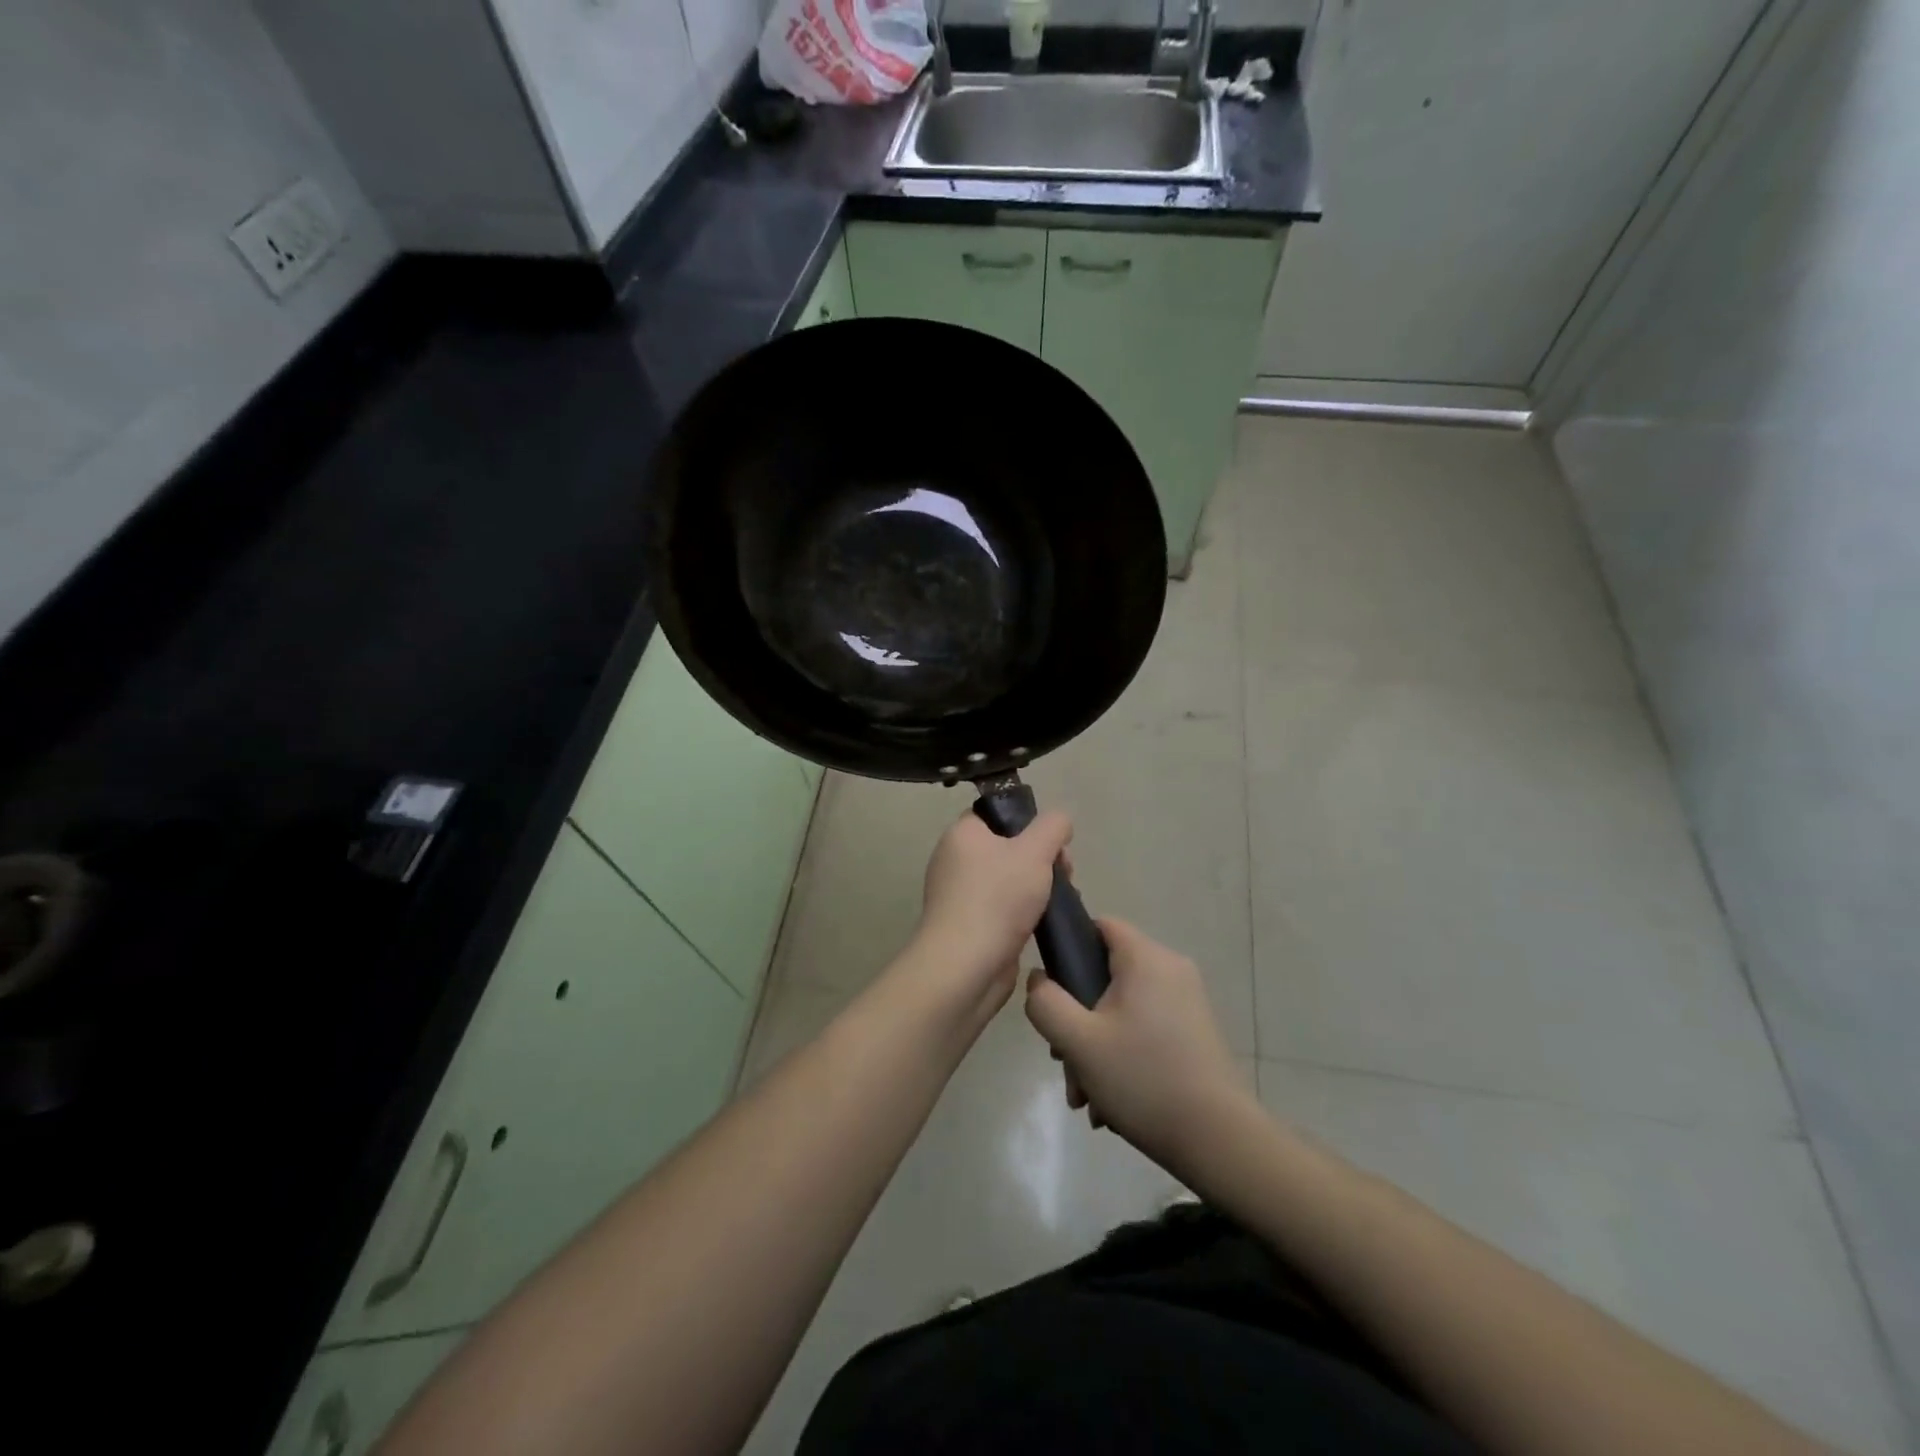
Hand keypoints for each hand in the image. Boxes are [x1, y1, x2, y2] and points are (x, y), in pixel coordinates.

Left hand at [905, 808, 1072, 1021]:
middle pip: (1007, 847)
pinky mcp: (970, 925)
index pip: (996, 813)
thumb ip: (1052, 827)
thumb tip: (1059, 821)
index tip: (1053, 841)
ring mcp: (960, 895)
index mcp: (962, 834)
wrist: (966, 966)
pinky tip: (1045, 923)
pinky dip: (1024, 912)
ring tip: (1060, 900)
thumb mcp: (1035, 851)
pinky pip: (1003, 908)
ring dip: (1037, 887)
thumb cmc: (997, 899)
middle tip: (1064, 873)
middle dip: (1041, 858)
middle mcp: (955, 860)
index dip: (1028, 821)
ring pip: (1008, 879)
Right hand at [1024, 918, 1255, 1177]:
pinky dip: (1123, 1054)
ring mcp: (1187, 1002)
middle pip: (1106, 974)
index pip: (1099, 925)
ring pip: (1123, 1008)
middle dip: (1078, 1017)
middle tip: (1064, 1059)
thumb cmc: (1143, 1079)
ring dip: (1096, 1045)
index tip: (1052, 991)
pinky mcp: (1195, 1032)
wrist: (1219, 1141)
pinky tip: (1112, 1102)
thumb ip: (1046, 1003)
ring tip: (1086, 1094)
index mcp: (1146, 958)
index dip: (1068, 948)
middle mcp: (1171, 969)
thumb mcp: (1078, 1042)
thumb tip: (1039, 979)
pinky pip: (1145, 1028)